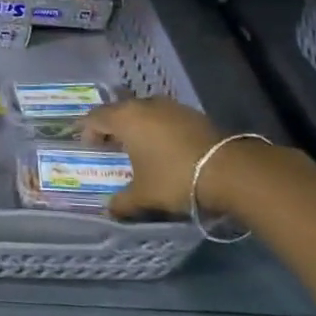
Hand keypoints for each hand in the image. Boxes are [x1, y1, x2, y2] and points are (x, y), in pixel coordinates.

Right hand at [83, 97, 237, 219]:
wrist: (229, 170)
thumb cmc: (174, 177)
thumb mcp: (144, 196)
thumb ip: (122, 202)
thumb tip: (109, 210)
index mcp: (125, 118)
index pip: (95, 117)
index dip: (87, 131)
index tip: (88, 147)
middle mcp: (144, 105)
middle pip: (118, 110)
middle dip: (111, 126)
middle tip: (109, 145)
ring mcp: (170, 106)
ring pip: (143, 111)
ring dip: (136, 125)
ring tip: (138, 146)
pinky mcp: (191, 113)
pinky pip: (163, 116)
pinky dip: (157, 128)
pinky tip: (164, 147)